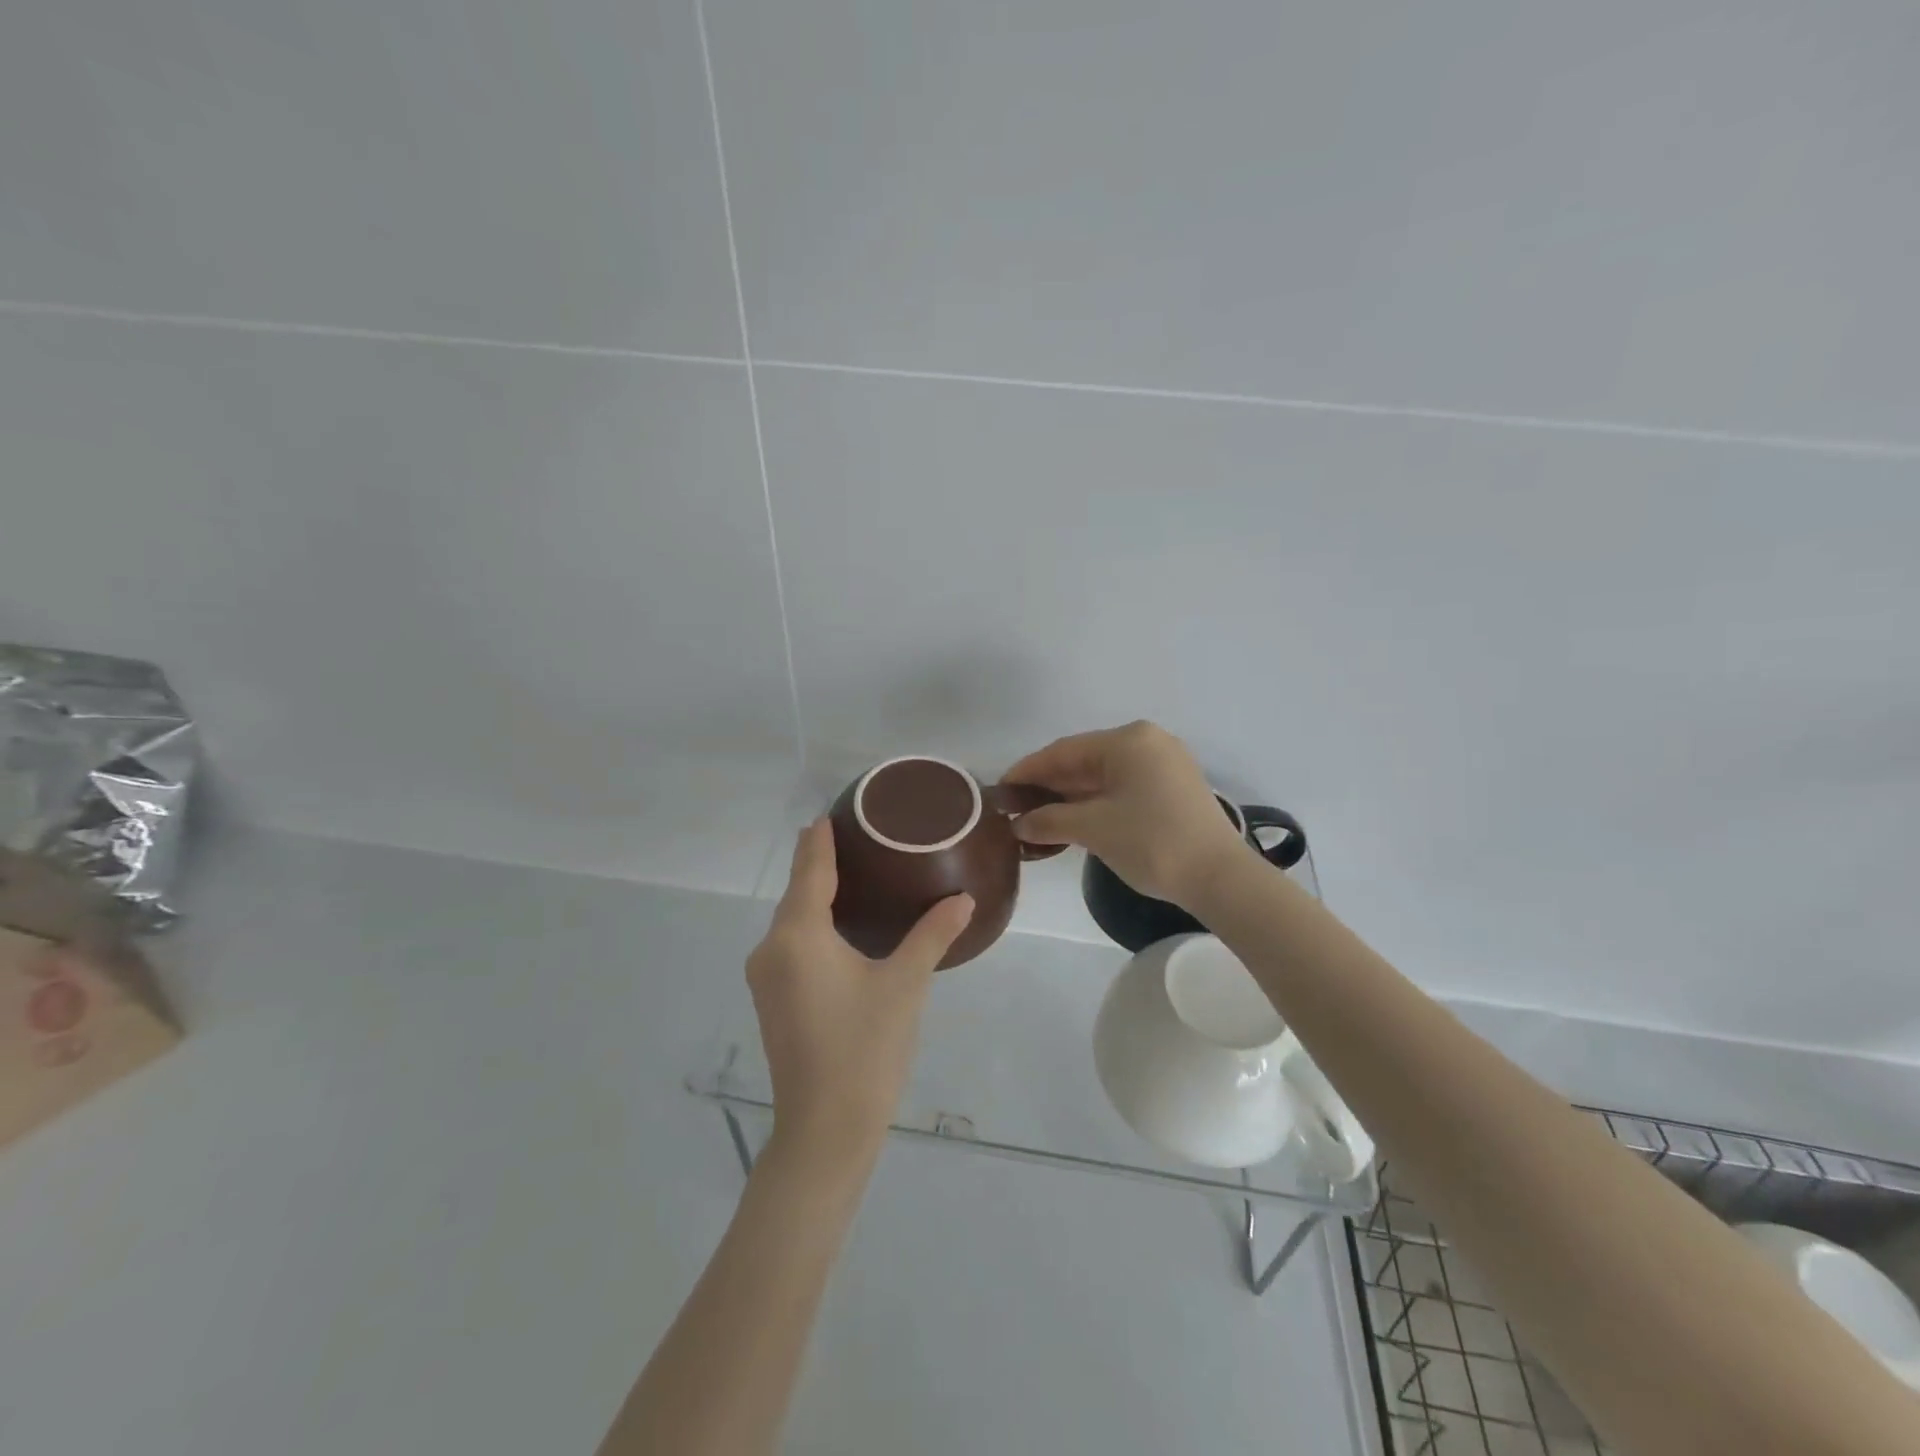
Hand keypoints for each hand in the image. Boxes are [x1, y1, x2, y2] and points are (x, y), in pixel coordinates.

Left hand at [746, 820, 973, 1170]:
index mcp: (798, 936)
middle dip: (821, 863)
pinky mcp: (772, 1001)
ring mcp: (766, 977)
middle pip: (797, 893)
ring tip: (855, 874)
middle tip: (860, 838)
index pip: (810, 870)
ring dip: (816, 896)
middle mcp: (771, 949)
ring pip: (792, 921)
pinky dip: (812, 925)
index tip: (832, 812)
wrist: (825, 1131)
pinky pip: (791, 945)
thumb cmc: (865, 1048)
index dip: (820, 839)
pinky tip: (840, 925)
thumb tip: (963, 898)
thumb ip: (932, 934)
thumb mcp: (905, 985)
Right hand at [1002, 721, 1249, 908]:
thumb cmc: (1152, 842)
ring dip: (1070, 798)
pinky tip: (1072, 822)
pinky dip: (1095, 803)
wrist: (1221, 878)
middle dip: (1048, 787)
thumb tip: (1019, 824)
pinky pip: (1122, 788)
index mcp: (1128, 741)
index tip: (999, 790)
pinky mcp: (1173, 788)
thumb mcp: (1094, 829)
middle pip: (1083, 761)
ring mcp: (1164, 765)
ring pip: (1103, 776)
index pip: (1063, 751)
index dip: (1028, 771)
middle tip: (1015, 809)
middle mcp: (1147, 742)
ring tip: (1037, 820)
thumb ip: (1049, 820)